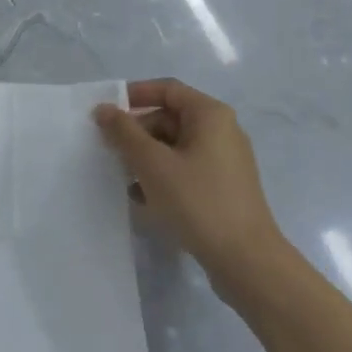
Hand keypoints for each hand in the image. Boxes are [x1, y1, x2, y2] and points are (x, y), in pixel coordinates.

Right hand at [93, 79, 285, 298]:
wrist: (247, 262)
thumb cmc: (198, 201)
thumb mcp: (153, 164)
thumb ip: (124, 133)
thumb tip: (103, 109)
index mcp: (210, 115)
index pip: (167, 89)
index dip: (134, 95)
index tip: (106, 112)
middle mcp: (221, 131)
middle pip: (169, 118)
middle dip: (137, 133)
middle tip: (110, 151)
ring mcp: (225, 161)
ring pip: (175, 146)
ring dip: (146, 158)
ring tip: (123, 178)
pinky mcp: (224, 188)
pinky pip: (186, 169)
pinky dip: (163, 177)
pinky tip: (142, 199)